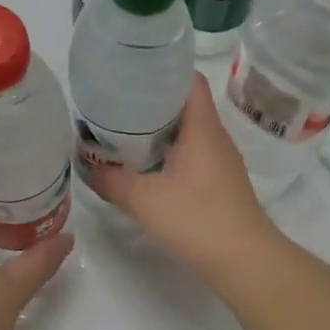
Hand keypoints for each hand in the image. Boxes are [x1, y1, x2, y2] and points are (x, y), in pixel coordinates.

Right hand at [87, 73, 278, 281]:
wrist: (243, 260)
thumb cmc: (196, 219)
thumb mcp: (143, 199)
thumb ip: (111, 180)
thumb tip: (87, 166)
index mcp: (202, 128)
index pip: (189, 79)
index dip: (163, 70)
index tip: (132, 73)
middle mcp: (216, 138)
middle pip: (186, 106)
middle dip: (152, 103)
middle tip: (117, 106)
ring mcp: (222, 163)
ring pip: (189, 134)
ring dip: (160, 133)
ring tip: (125, 136)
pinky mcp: (222, 186)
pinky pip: (193, 158)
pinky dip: (171, 156)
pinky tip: (148, 171)